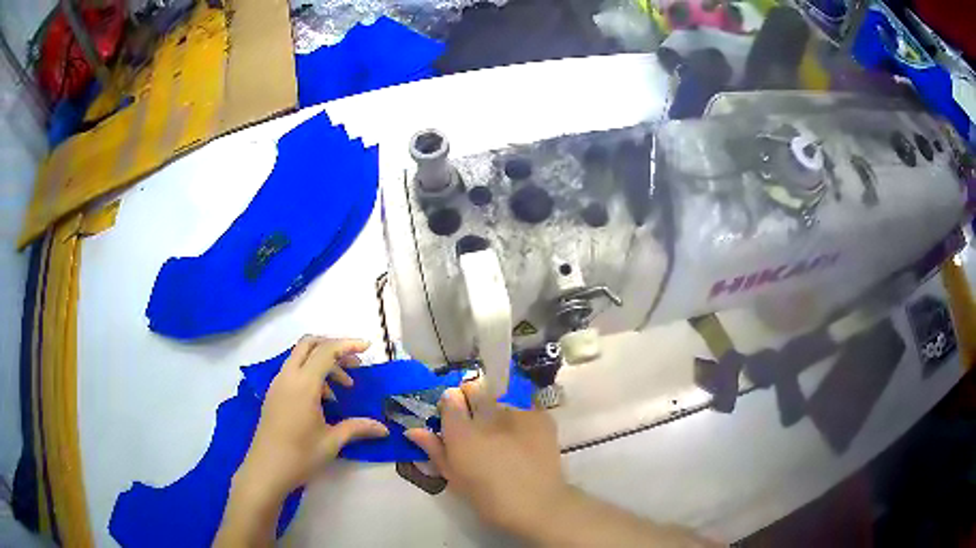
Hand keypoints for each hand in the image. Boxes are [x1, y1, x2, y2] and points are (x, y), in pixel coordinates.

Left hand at [235, 336, 388, 499]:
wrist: (265, 470)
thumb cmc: (300, 456)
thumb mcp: (332, 442)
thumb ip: (357, 428)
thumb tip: (384, 428)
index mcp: (303, 384)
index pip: (326, 351)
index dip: (348, 345)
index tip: (368, 347)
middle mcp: (288, 377)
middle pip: (309, 344)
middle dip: (333, 347)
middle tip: (354, 365)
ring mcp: (277, 384)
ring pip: (300, 357)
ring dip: (322, 363)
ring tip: (342, 388)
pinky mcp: (273, 394)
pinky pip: (293, 371)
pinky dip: (310, 373)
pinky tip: (323, 399)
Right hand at [405, 382, 568, 535]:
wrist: (537, 504)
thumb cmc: (488, 498)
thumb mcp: (454, 477)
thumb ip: (434, 450)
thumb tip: (413, 430)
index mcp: (461, 432)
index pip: (450, 398)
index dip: (450, 404)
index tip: (452, 415)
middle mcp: (487, 416)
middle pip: (475, 388)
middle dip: (472, 396)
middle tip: (476, 416)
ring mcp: (517, 413)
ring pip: (500, 396)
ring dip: (497, 406)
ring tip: (503, 428)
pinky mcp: (540, 416)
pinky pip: (525, 404)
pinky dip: (520, 413)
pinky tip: (522, 432)